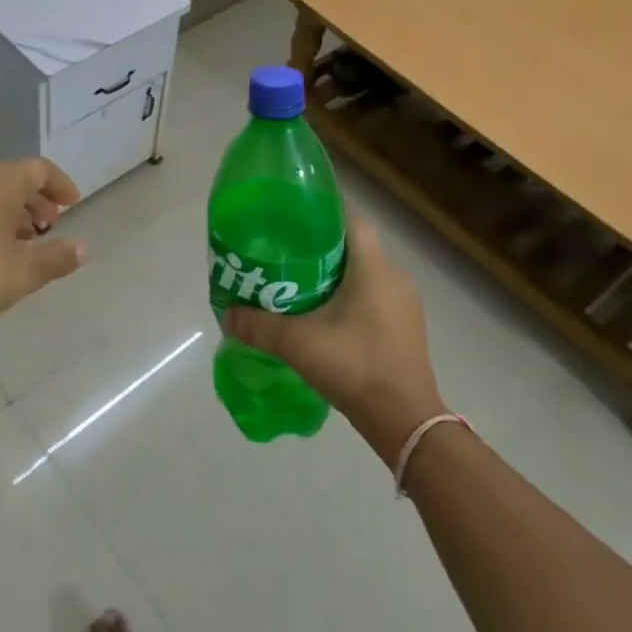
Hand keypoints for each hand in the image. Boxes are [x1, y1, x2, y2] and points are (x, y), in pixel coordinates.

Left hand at [0, 159, 85, 345]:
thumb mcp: (25, 272)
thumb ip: (59, 257)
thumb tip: (83, 248)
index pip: (39, 169)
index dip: (60, 185)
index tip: (72, 206)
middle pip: (11, 178)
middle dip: (34, 201)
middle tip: (47, 229)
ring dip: (7, 211)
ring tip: (17, 244)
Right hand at [223, 214, 444, 465]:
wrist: (405, 421)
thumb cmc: (355, 367)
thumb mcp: (297, 344)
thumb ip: (258, 326)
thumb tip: (226, 315)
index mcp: (374, 268)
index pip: (352, 218)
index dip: (323, 210)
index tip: (292, 216)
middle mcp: (395, 277)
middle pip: (355, 245)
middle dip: (320, 245)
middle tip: (284, 252)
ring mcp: (404, 305)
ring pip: (365, 273)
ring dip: (334, 274)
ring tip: (296, 283)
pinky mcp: (404, 328)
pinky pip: (373, 297)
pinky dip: (348, 297)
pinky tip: (323, 316)